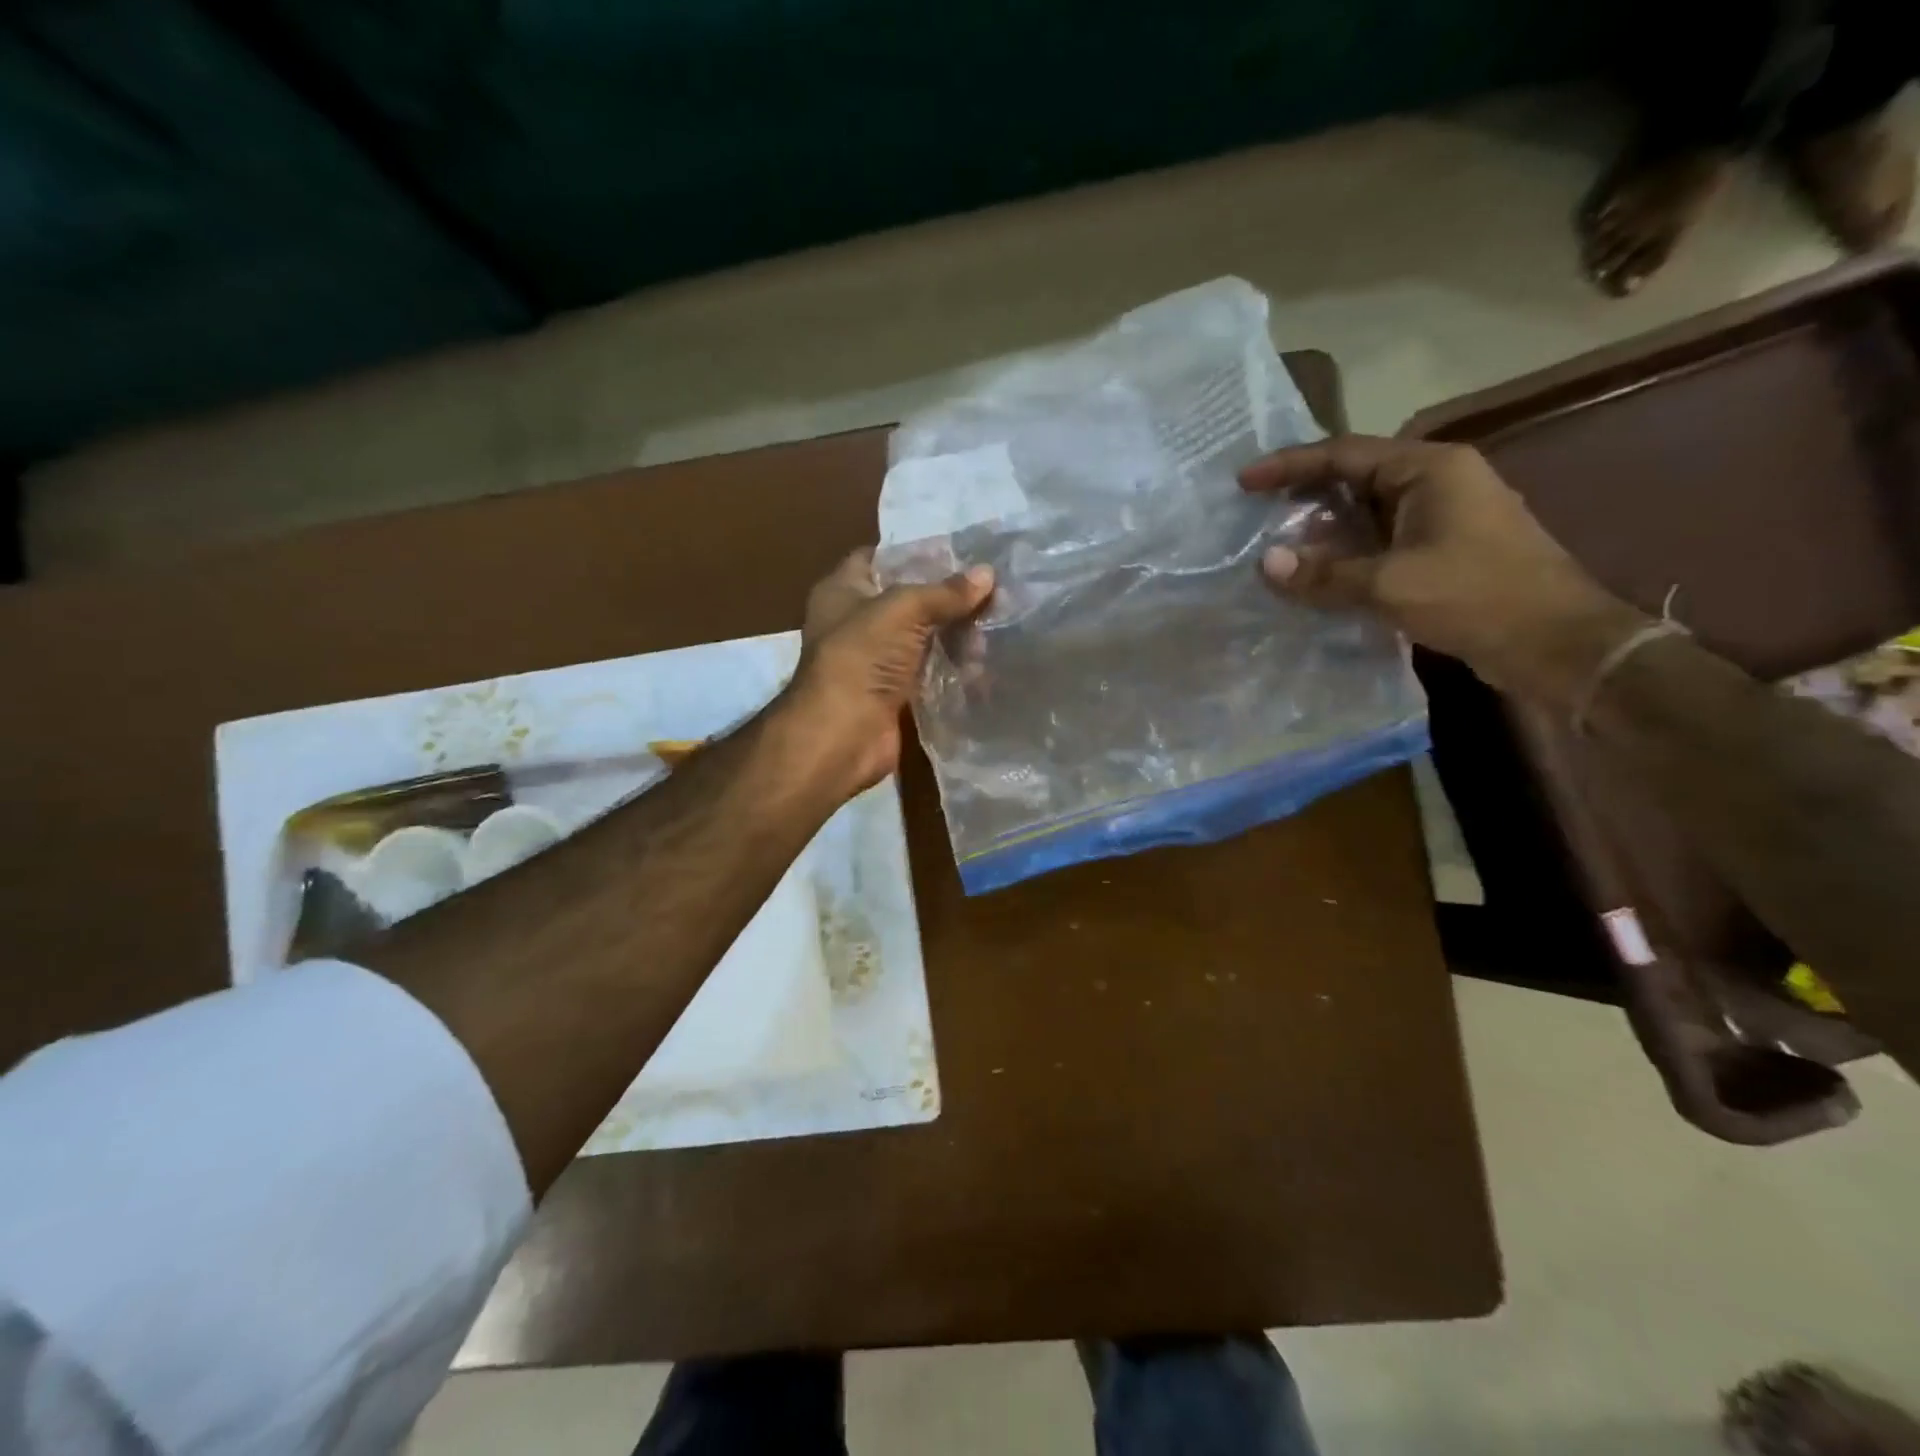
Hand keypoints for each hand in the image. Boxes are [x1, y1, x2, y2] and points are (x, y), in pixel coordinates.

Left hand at [777, 548, 995, 794]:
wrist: (843, 735)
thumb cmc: (861, 657)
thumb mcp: (903, 609)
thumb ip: (944, 592)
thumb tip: (987, 574)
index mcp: (842, 590)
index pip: (878, 557)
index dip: (914, 551)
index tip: (958, 551)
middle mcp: (856, 622)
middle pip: (907, 600)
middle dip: (946, 596)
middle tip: (991, 590)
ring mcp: (875, 660)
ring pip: (922, 638)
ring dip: (955, 634)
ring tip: (995, 626)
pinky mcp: (894, 693)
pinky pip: (929, 672)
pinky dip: (953, 667)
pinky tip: (985, 660)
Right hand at [1239, 436, 1647, 704]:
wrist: (1557, 645)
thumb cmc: (1477, 598)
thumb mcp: (1390, 585)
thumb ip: (1324, 573)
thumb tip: (1265, 563)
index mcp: (1430, 469)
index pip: (1344, 454)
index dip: (1288, 466)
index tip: (1244, 482)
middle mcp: (1437, 482)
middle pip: (1354, 477)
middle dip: (1302, 494)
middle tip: (1254, 513)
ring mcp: (1443, 517)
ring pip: (1366, 512)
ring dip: (1322, 528)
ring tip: (1275, 545)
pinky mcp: (1443, 550)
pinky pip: (1380, 541)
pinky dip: (1345, 552)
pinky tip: (1317, 573)